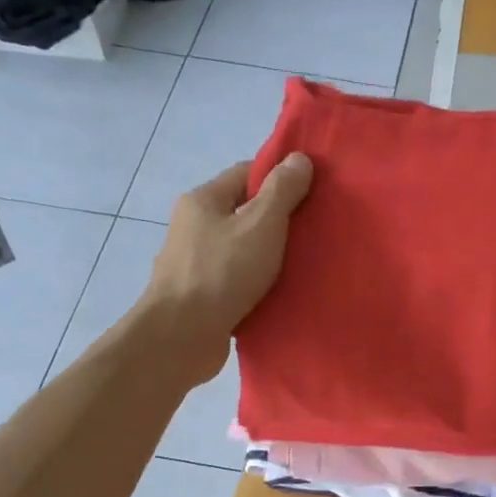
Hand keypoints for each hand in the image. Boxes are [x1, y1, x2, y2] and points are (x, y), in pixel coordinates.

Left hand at [140, 153, 313, 384]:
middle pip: (244, 213)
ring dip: (269, 256)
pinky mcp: (201, 298)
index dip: (280, 179)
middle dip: (278, 221)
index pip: (246, 174)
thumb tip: (299, 159)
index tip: (313, 192)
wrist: (181, 337)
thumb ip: (282, 191)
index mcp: (202, 201)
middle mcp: (193, 227)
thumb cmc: (222, 273)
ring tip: (305, 264)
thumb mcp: (261, 224)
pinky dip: (258, 285)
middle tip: (314, 231)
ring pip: (241, 250)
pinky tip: (282, 293)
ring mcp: (194, 264)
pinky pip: (237, 281)